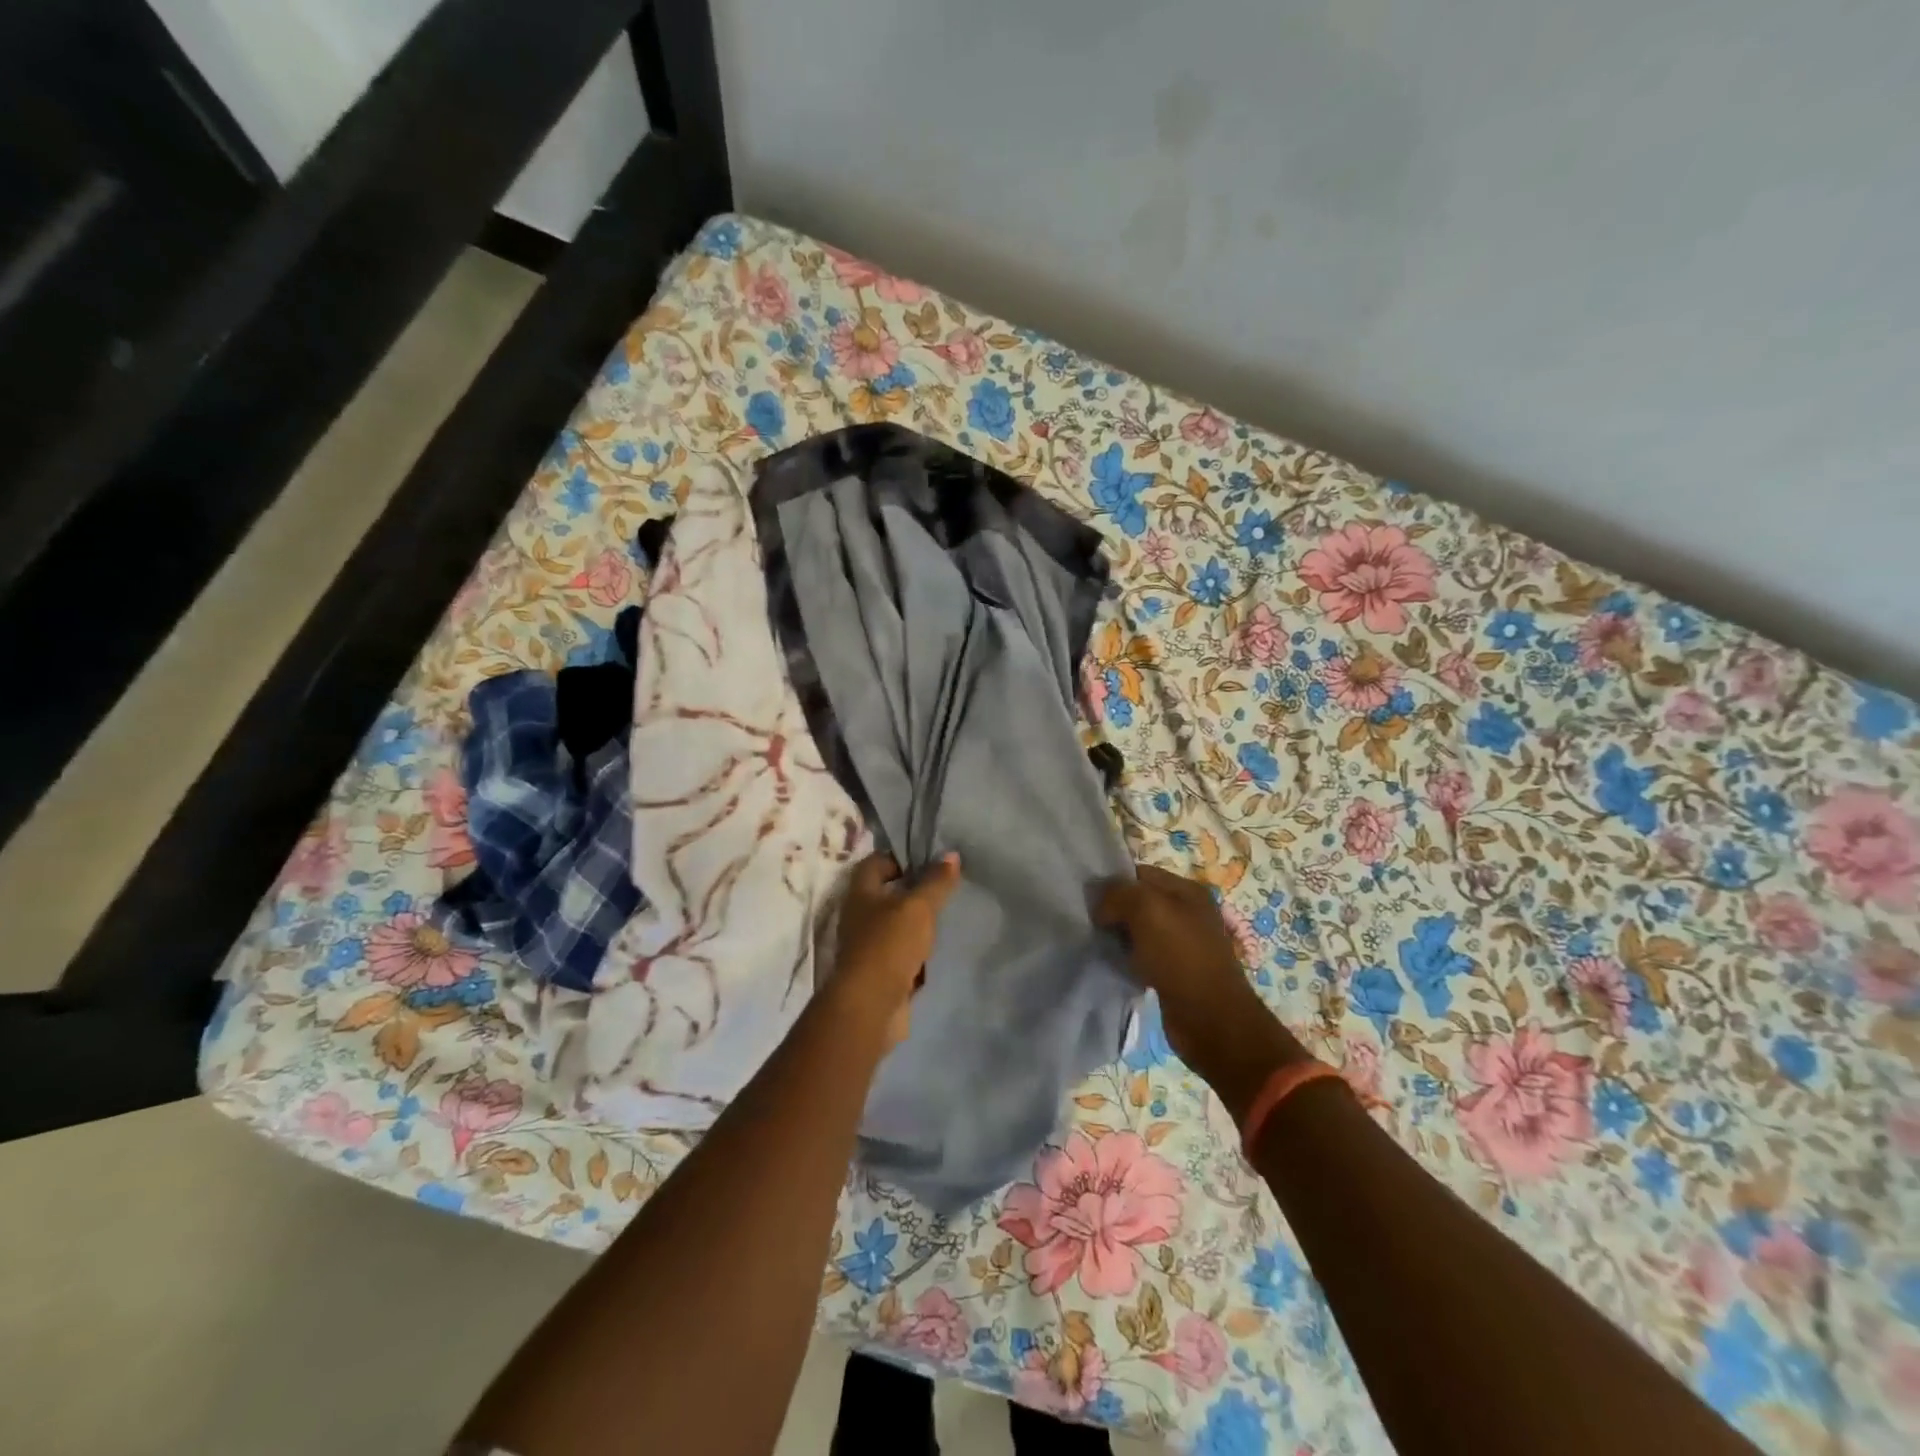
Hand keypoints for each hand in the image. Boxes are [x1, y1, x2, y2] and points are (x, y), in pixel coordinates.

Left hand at [829, 851, 961, 1047]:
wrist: (871, 1007)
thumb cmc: (889, 945)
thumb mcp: (918, 907)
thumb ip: (936, 882)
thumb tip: (951, 854)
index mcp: (861, 893)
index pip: (876, 862)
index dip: (901, 857)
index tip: (931, 860)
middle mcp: (860, 916)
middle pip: (888, 894)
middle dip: (915, 891)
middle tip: (946, 887)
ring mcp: (869, 947)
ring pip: (897, 926)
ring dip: (918, 923)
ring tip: (949, 916)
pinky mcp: (881, 973)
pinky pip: (903, 954)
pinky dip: (919, 952)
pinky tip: (941, 949)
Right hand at [1096, 862, 1310, 1119]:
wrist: (1211, 1020)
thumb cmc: (1181, 957)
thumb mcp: (1146, 910)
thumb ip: (1118, 894)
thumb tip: (1101, 906)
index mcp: (1187, 890)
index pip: (1140, 873)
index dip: (1113, 882)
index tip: (1088, 900)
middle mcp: (1188, 912)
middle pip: (1139, 900)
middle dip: (1114, 909)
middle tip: (1089, 922)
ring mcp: (1183, 943)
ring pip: (1139, 929)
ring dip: (1119, 935)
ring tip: (1097, 943)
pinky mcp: (1175, 971)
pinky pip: (1143, 955)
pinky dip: (1128, 958)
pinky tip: (1115, 964)